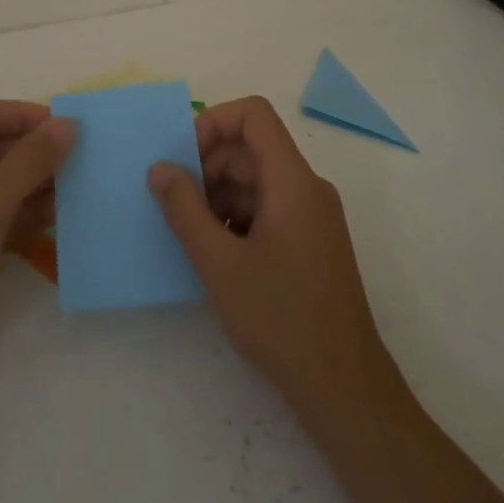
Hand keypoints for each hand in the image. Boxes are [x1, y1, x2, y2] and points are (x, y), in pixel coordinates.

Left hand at [0, 101, 75, 429]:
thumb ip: (29, 162)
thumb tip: (67, 124)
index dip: (24, 115)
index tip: (67, 129)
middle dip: (36, 153)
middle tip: (82, 162)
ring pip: (2, 186)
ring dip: (37, 187)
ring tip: (78, 194)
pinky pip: (2, 220)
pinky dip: (28, 218)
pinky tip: (58, 224)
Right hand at [149, 96, 394, 419]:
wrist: (344, 387)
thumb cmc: (280, 318)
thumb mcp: (219, 263)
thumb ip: (184, 210)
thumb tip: (159, 168)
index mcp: (292, 180)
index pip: (254, 115)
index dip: (213, 123)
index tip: (183, 160)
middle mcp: (308, 188)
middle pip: (252, 148)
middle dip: (208, 166)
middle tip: (176, 204)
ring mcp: (313, 216)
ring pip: (258, 180)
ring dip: (219, 195)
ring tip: (193, 234)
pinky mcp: (312, 241)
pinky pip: (269, 207)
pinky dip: (238, 217)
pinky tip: (217, 254)